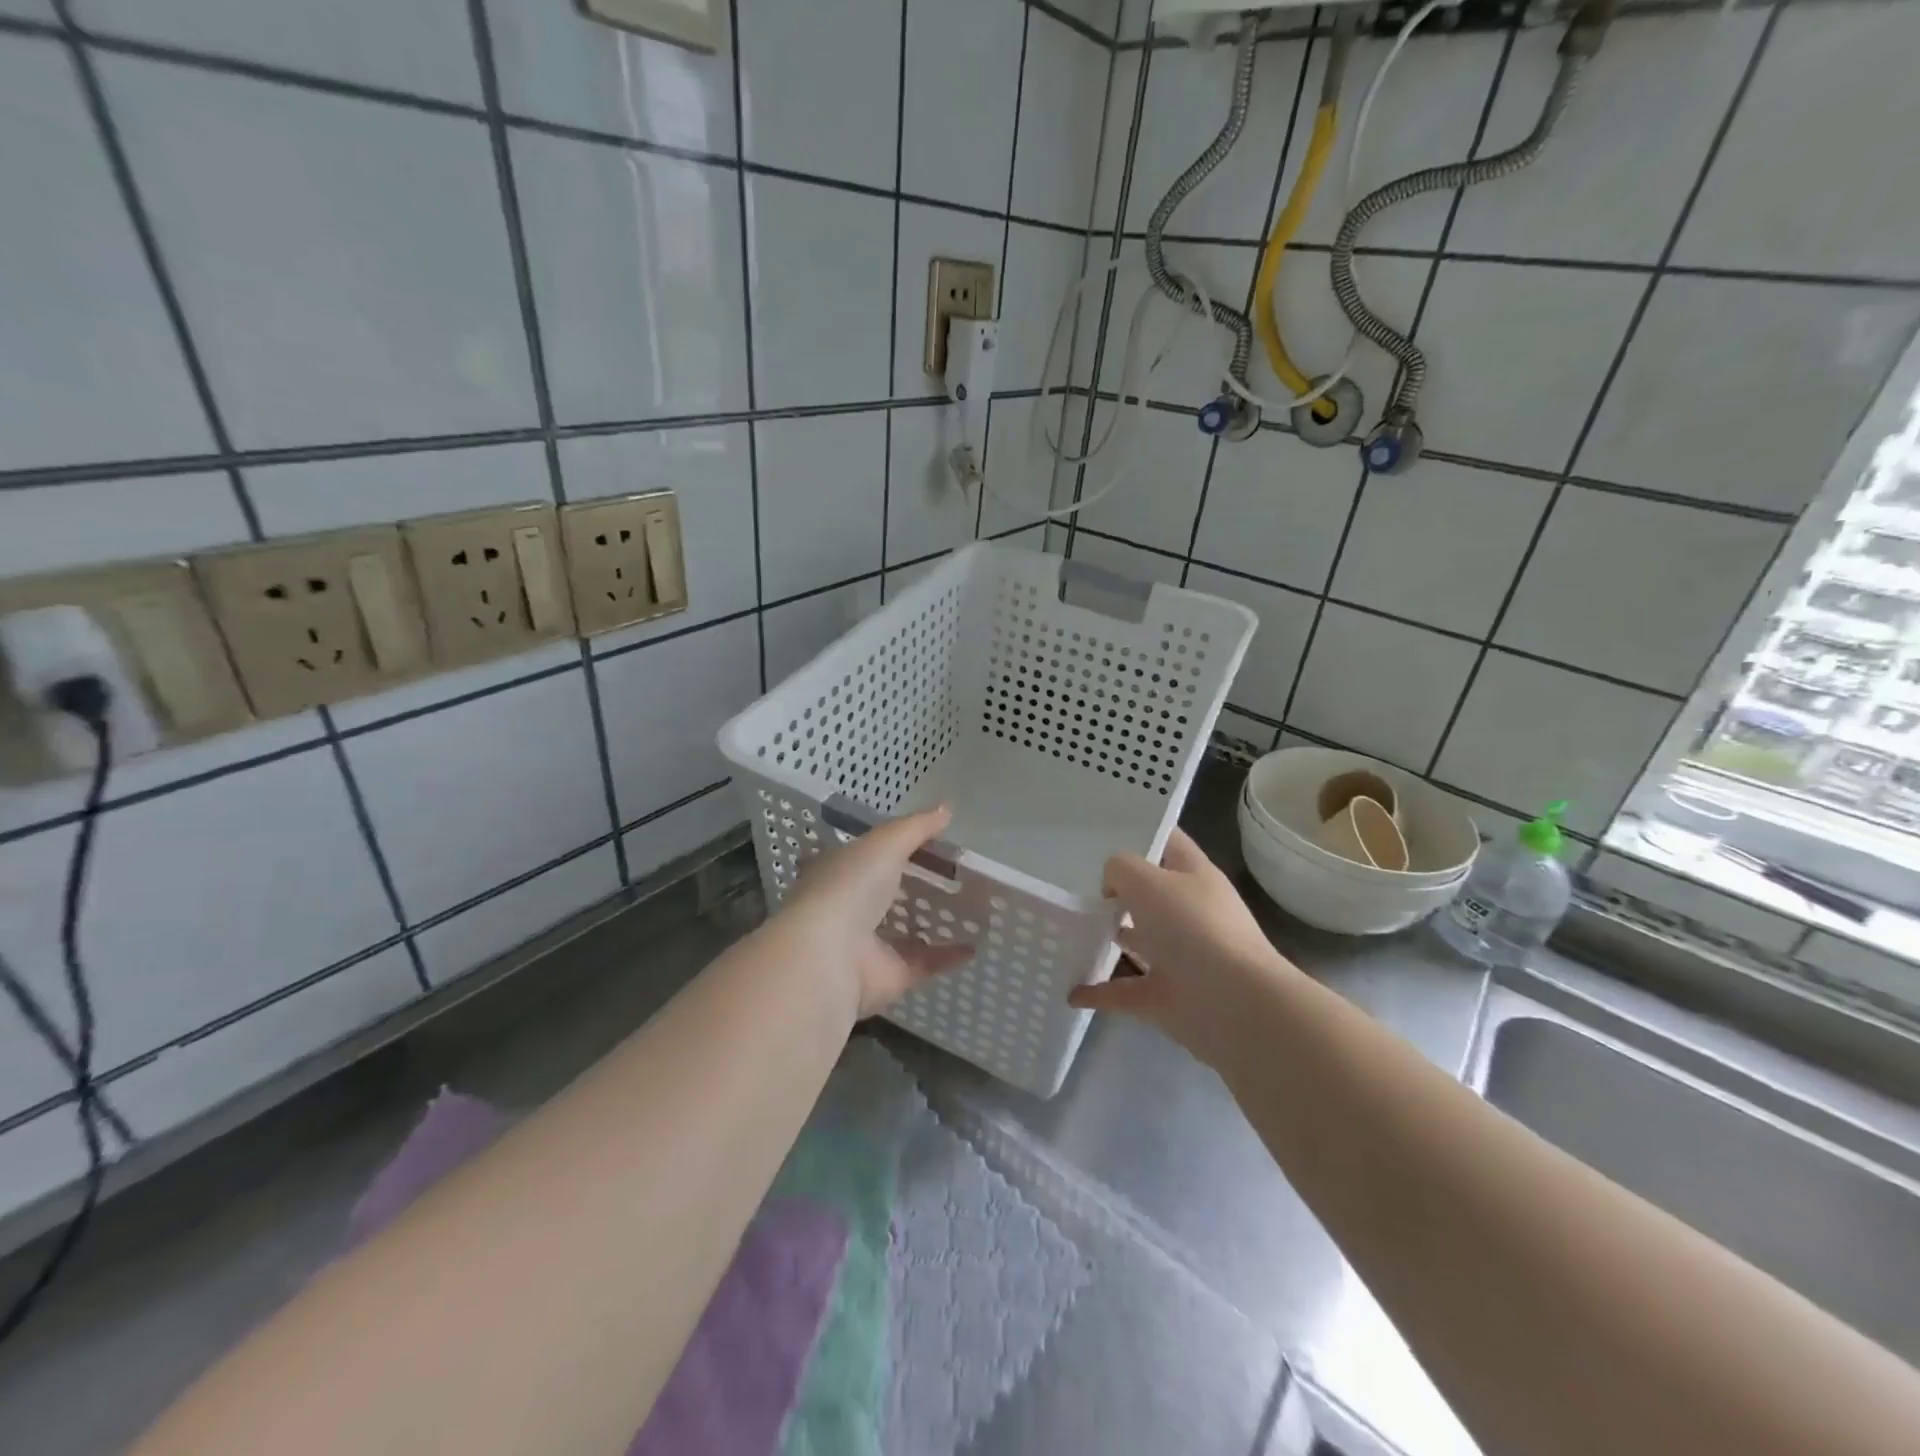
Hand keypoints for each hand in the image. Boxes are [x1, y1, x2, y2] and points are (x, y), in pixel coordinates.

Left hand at [774, 805, 973, 1018]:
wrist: (830, 956)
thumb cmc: (850, 886)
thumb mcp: (885, 843)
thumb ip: (916, 827)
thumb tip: (946, 809)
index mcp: (841, 870)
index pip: (868, 853)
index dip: (896, 844)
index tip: (932, 838)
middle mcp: (851, 906)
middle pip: (888, 892)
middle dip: (915, 884)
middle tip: (957, 874)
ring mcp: (869, 943)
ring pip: (906, 930)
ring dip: (933, 921)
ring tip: (971, 907)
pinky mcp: (889, 974)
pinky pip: (925, 962)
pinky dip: (948, 955)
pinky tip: (975, 945)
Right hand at [1068, 829, 1295, 1062]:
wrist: (1233, 1005)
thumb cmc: (1192, 928)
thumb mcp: (1147, 882)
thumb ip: (1120, 870)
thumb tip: (1113, 887)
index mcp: (1194, 876)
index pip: (1169, 843)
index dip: (1142, 832)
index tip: (1102, 831)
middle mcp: (1190, 913)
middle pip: (1151, 893)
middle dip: (1118, 889)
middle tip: (1075, 884)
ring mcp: (1180, 957)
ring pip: (1139, 941)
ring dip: (1109, 938)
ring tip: (1069, 931)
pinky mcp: (1168, 996)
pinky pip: (1125, 991)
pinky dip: (1099, 992)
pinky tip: (1071, 991)